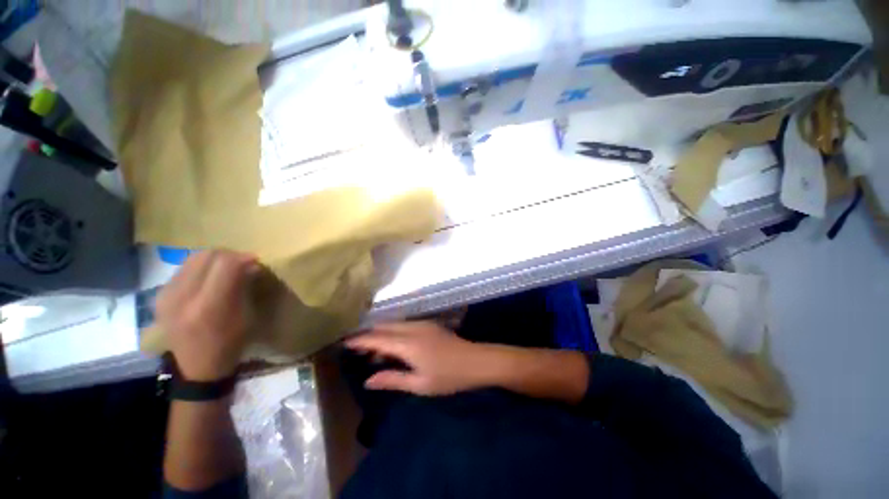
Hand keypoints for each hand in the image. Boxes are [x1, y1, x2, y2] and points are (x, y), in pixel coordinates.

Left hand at [156, 250, 256, 381]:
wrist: (197, 367)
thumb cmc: (230, 343)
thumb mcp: (247, 315)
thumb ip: (245, 286)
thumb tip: (250, 264)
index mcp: (209, 305)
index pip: (225, 263)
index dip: (243, 257)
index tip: (255, 260)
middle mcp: (183, 297)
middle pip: (207, 255)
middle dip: (228, 255)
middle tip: (241, 263)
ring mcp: (167, 295)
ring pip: (193, 258)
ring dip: (213, 259)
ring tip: (225, 269)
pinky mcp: (159, 296)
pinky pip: (183, 269)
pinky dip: (200, 268)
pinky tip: (208, 279)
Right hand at [345, 321, 496, 395]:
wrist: (476, 361)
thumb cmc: (448, 377)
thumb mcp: (419, 384)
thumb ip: (392, 379)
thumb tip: (368, 380)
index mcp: (408, 344)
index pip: (378, 339)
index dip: (360, 341)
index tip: (345, 343)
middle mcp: (412, 329)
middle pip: (384, 327)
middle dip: (369, 336)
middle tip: (356, 349)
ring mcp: (422, 324)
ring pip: (394, 325)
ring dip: (381, 334)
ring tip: (373, 352)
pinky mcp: (428, 324)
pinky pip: (404, 325)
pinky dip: (393, 333)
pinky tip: (394, 346)